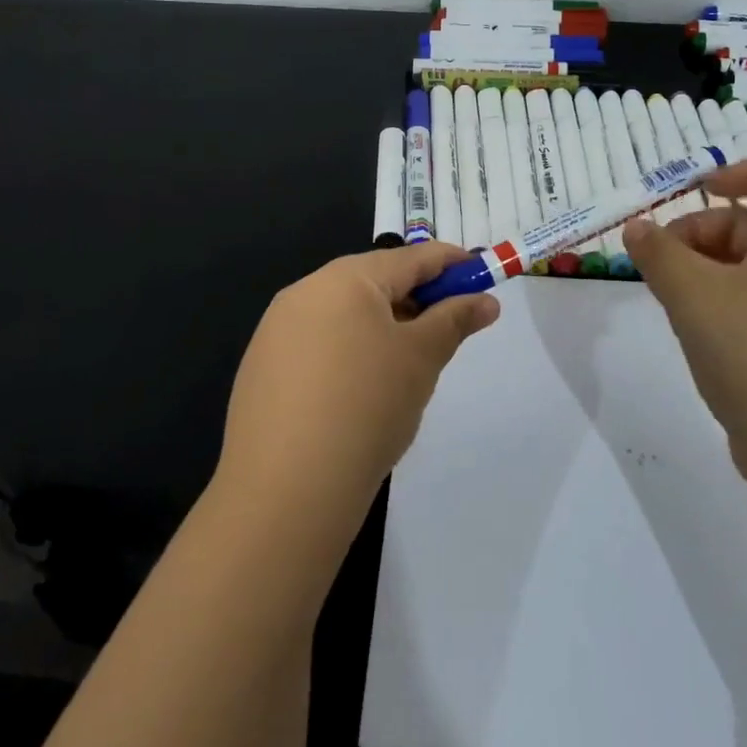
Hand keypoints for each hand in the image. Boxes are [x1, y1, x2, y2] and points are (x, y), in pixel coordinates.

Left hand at [215, 243, 499, 535]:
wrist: (287, 488)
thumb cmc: (368, 405)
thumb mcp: (422, 358)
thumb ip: (454, 320)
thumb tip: (485, 301)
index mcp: (344, 279)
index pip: (410, 258)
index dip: (451, 263)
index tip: (481, 274)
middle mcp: (304, 292)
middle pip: (374, 282)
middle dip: (416, 298)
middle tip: (449, 327)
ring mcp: (276, 331)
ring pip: (344, 314)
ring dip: (383, 327)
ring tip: (408, 366)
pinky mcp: (262, 368)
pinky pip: (318, 344)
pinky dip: (349, 353)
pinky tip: (361, 393)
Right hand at [622, 159, 746, 483]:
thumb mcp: (695, 294)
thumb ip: (660, 254)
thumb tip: (637, 227)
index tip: (703, 188)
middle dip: (701, 230)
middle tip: (658, 257)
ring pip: (743, 271)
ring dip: (699, 269)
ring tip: (662, 291)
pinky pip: (743, 308)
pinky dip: (710, 304)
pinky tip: (684, 326)